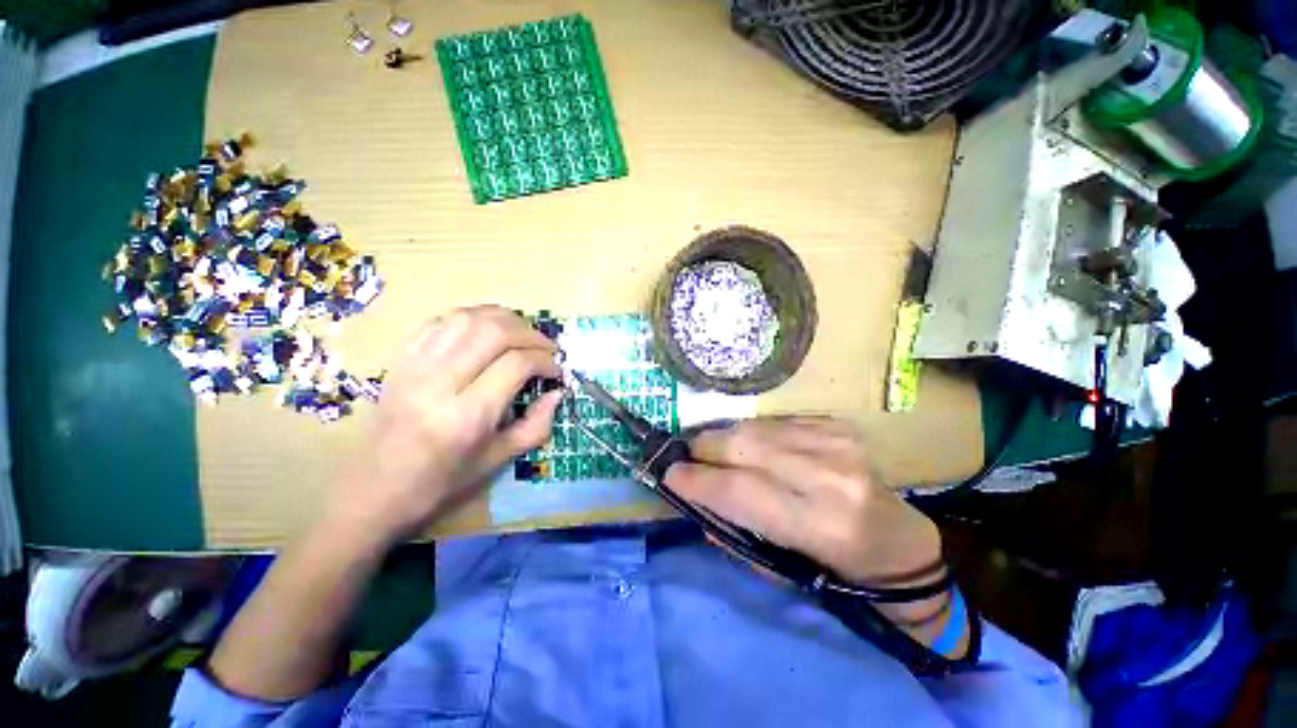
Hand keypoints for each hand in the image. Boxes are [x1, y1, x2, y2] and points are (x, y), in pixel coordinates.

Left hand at [330, 306, 562, 542]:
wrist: (371, 491)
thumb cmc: (440, 483)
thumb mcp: (497, 461)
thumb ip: (536, 425)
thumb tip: (558, 393)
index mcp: (466, 416)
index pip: (516, 364)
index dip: (545, 361)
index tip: (557, 370)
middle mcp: (438, 382)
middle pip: (494, 332)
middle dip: (531, 334)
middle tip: (547, 348)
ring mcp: (414, 365)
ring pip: (468, 318)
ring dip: (505, 319)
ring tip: (523, 334)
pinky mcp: (400, 358)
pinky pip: (441, 321)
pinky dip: (473, 317)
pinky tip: (487, 330)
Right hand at [664, 417, 941, 586]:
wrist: (899, 541)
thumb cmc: (838, 568)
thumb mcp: (782, 569)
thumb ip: (734, 532)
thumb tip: (695, 502)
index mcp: (820, 524)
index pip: (739, 491)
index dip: (696, 480)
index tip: (668, 474)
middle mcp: (829, 475)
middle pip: (743, 446)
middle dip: (704, 448)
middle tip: (688, 457)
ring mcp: (836, 442)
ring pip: (754, 428)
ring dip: (724, 438)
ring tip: (713, 452)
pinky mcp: (837, 424)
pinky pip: (774, 421)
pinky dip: (752, 433)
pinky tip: (751, 447)